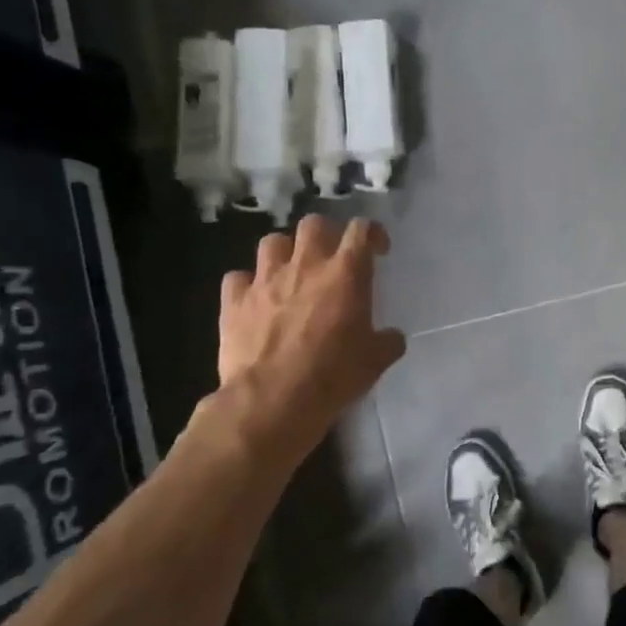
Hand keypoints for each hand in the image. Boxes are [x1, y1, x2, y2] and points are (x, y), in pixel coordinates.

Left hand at [184, 215, 405, 475]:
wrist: (273, 400)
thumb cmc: (333, 376)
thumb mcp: (375, 361)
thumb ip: (387, 341)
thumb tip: (391, 338)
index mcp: (346, 274)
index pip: (361, 230)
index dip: (372, 233)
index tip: (377, 251)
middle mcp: (305, 266)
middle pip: (314, 224)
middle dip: (325, 235)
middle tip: (331, 259)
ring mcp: (265, 280)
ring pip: (272, 242)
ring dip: (284, 253)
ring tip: (290, 273)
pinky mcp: (234, 301)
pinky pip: (238, 278)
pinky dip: (248, 285)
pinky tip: (255, 300)